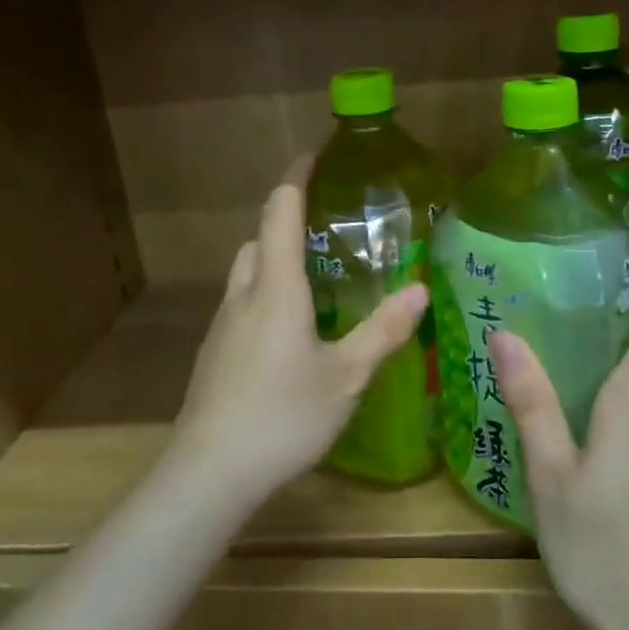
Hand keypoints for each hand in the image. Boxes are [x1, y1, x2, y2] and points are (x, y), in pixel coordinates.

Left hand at [174, 168, 428, 501]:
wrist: (209, 473)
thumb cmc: (283, 415)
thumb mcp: (346, 375)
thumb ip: (383, 330)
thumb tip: (419, 288)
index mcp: (276, 288)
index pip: (280, 212)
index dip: (295, 179)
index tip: (313, 156)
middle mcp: (243, 296)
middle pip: (258, 239)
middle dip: (286, 222)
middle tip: (328, 232)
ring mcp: (222, 326)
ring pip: (246, 273)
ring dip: (274, 261)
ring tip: (315, 281)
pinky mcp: (214, 355)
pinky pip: (241, 305)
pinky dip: (265, 296)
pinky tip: (290, 334)